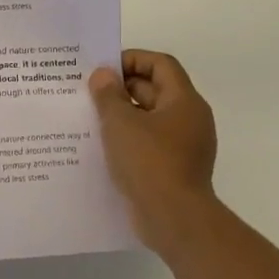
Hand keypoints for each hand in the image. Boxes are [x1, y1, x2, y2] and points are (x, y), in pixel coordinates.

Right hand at [89, 50, 219, 251]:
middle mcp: (189, 119)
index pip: (161, 64)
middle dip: (122, 88)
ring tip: (91, 118)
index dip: (132, 59)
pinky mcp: (175, 168)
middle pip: (155, 90)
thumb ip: (108, 94)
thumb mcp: (120, 122)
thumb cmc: (149, 161)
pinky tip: (104, 147)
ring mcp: (184, 145)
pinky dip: (129, 139)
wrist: (174, 219)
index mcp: (184, 101)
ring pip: (150, 118)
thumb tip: (103, 75)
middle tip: (89, 92)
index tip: (104, 69)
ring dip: (123, 115)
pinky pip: (150, 143)